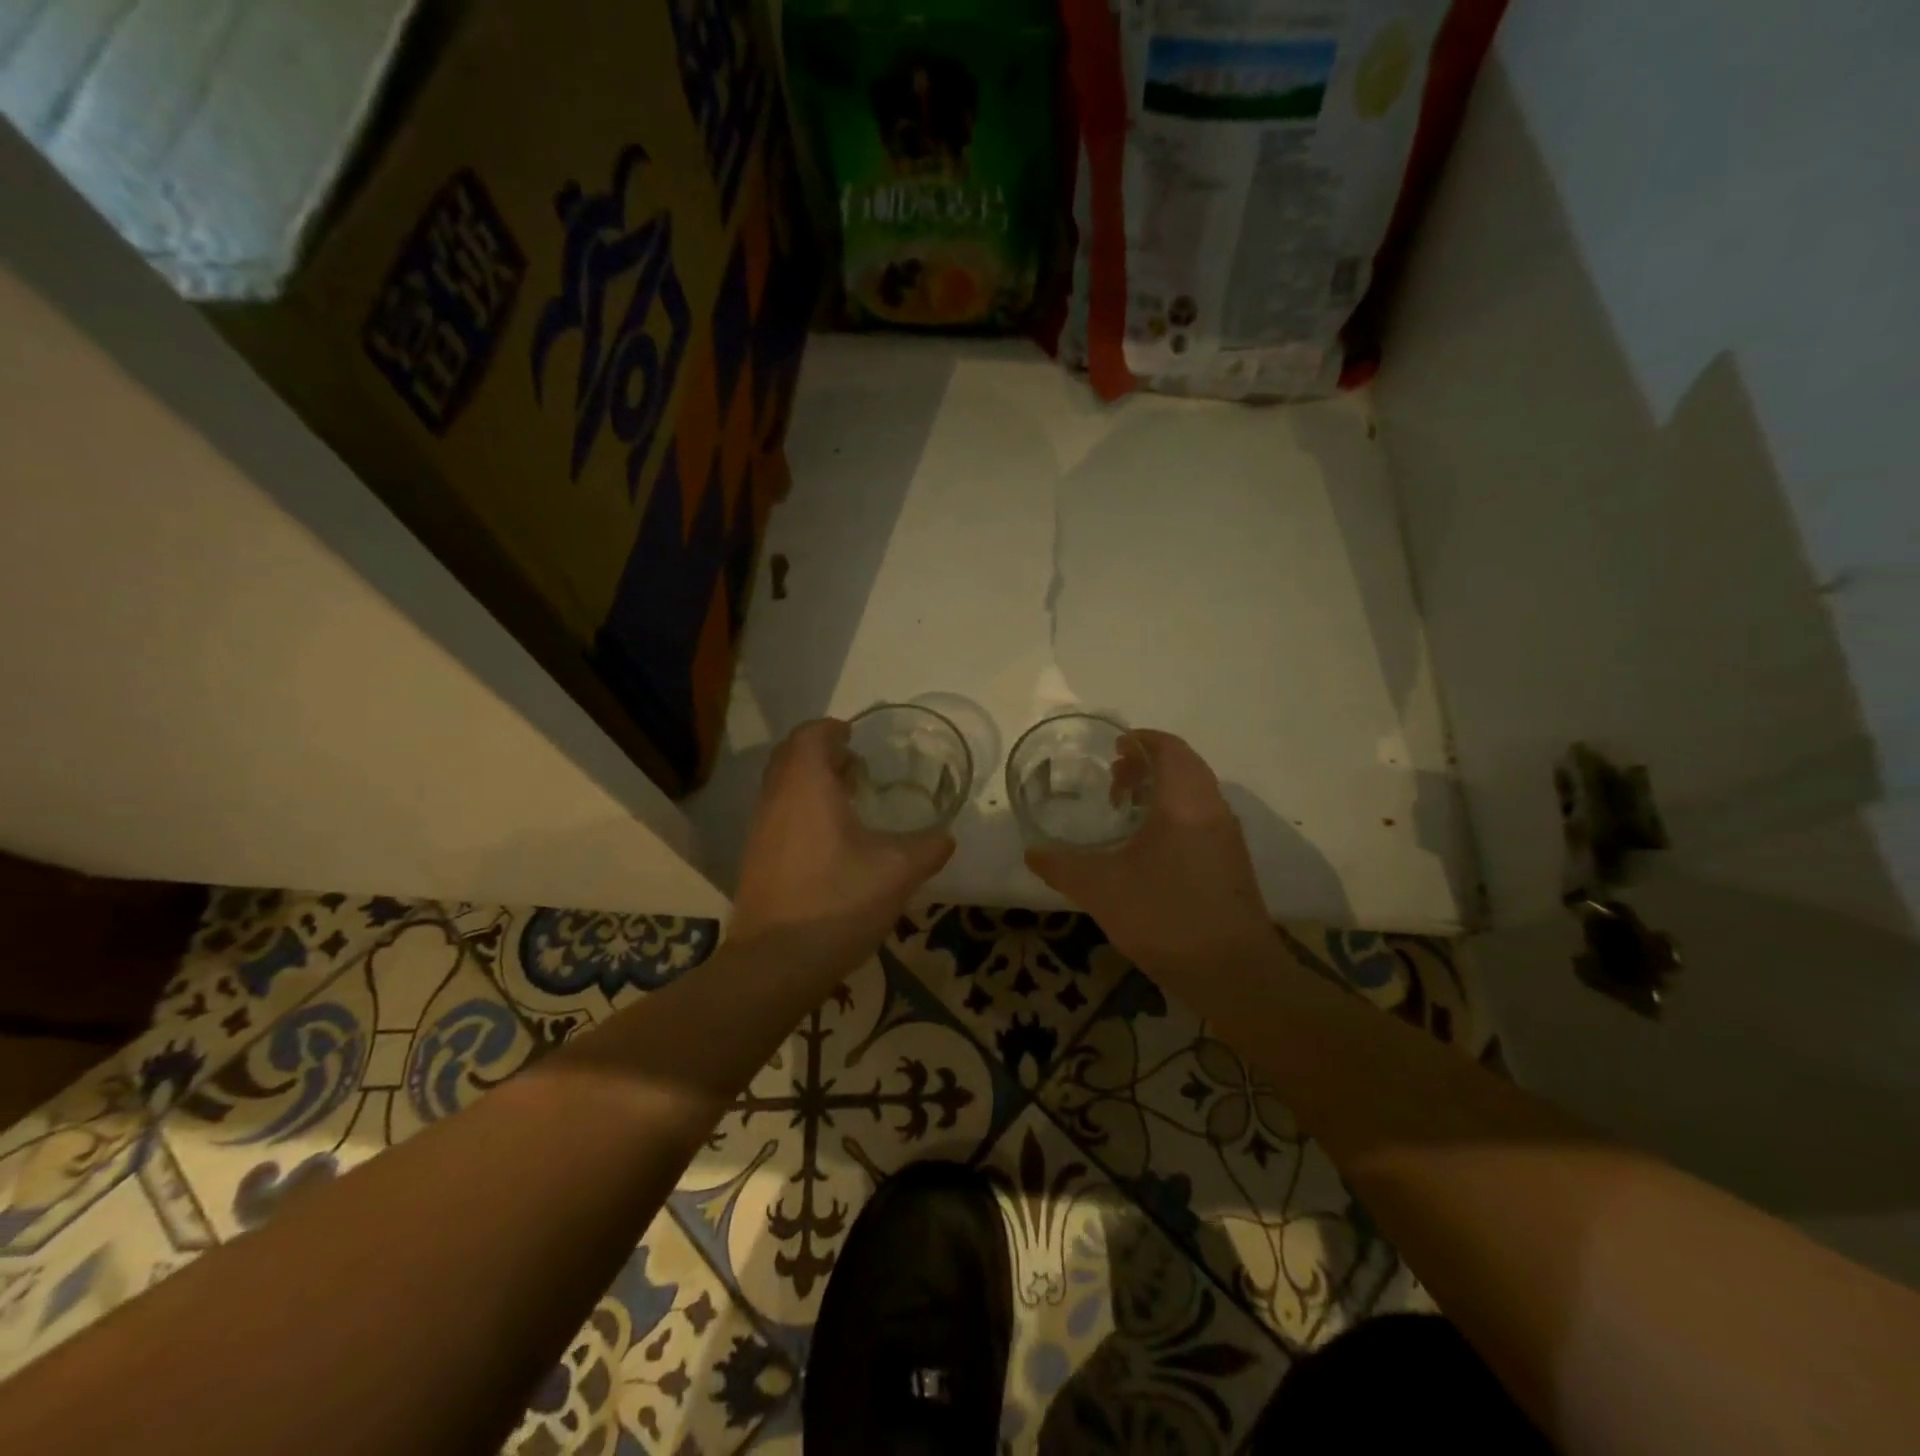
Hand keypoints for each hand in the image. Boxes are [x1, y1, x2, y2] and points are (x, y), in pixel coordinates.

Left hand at [728, 719, 955, 979]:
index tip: (856, 738)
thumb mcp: (898, 871)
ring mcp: (760, 830)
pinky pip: (777, 814)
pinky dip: (801, 809)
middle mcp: (776, 798)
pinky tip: (831, 841)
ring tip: (847, 800)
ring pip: (781, 787)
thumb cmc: (838, 901)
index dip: (833, 729)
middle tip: (856, 766)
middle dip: (821, 752)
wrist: (776, 962)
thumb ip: (928, 848)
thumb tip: (946, 837)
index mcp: (806, 786)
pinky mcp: (755, 859)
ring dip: (810, 782)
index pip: (810, 735)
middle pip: (790, 756)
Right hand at [1026, 731, 1275, 981]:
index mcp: (1185, 802)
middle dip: (1147, 766)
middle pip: (1184, 766)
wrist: (1234, 973)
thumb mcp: (1101, 889)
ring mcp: (1228, 837)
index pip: (1169, 748)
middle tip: (1112, 784)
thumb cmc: (1165, 916)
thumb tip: (1032, 852)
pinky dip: (1175, 815)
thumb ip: (1062, 867)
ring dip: (1162, 791)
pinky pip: (1202, 818)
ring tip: (1126, 814)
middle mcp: (1213, 809)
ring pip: (1195, 793)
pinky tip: (1149, 850)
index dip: (1141, 740)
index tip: (1112, 749)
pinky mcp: (1232, 863)